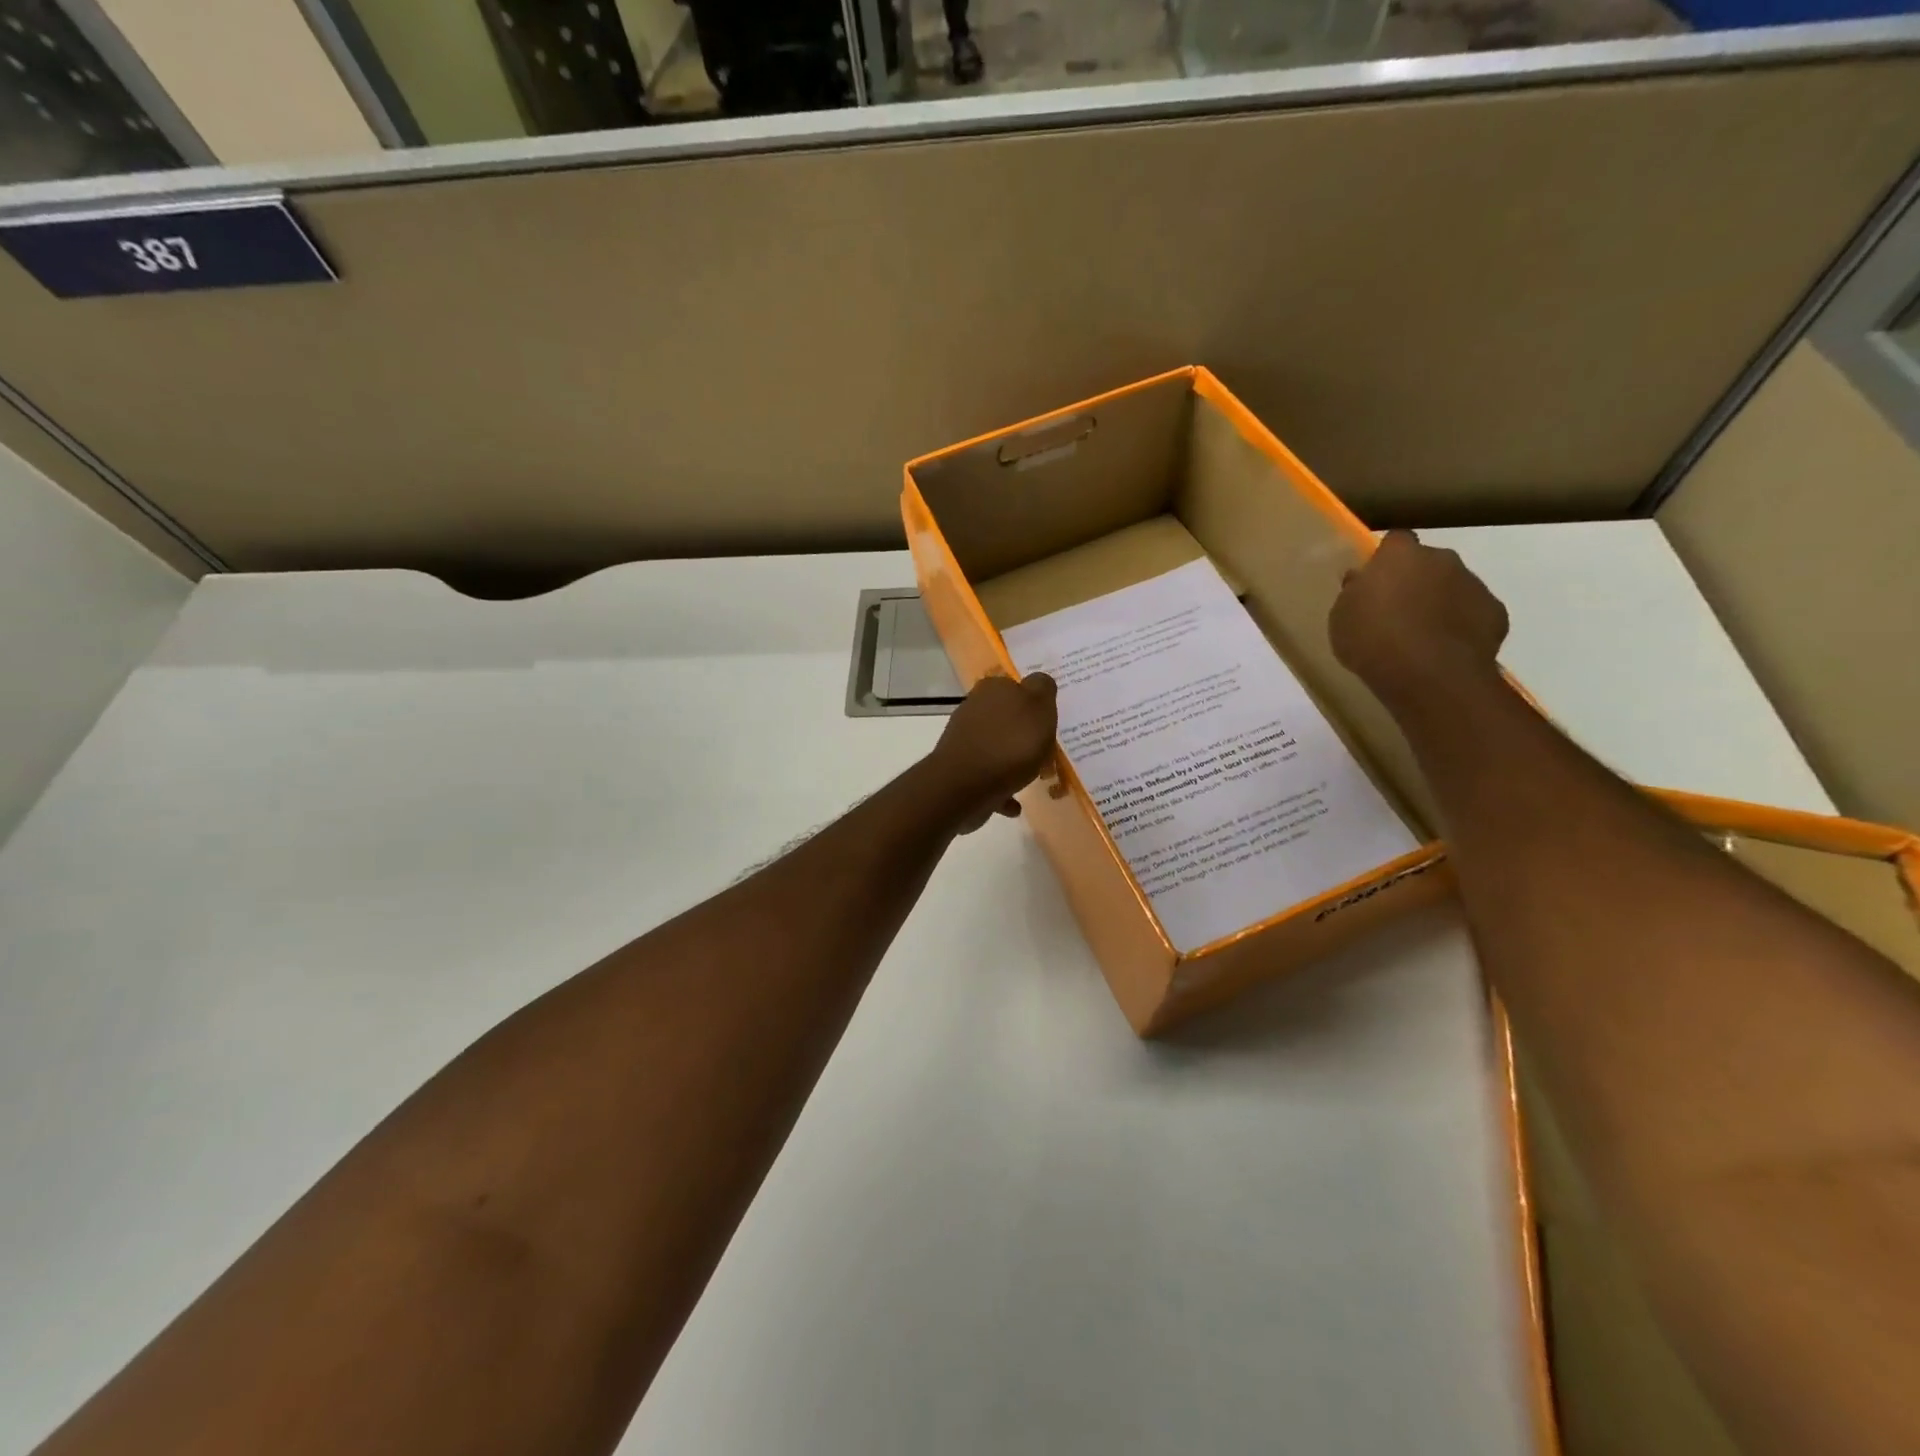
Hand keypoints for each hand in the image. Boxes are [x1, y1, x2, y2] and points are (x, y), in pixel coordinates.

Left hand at [925, 672, 1058, 833]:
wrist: (965, 786)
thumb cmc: (1010, 744)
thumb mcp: (1039, 707)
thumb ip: (1042, 689)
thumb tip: (1038, 681)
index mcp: (993, 689)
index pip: (1017, 686)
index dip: (1035, 703)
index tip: (1049, 722)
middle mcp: (974, 710)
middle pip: (1006, 719)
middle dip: (1024, 735)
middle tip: (1046, 753)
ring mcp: (965, 741)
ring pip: (997, 748)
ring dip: (1013, 763)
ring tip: (1034, 779)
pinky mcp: (961, 771)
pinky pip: (988, 779)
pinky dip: (1002, 789)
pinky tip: (1014, 804)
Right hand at [1329, 530, 1508, 709]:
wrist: (1428, 675)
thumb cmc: (1372, 640)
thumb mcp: (1341, 617)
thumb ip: (1354, 592)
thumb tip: (1362, 580)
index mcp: (1400, 555)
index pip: (1394, 541)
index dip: (1386, 559)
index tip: (1375, 580)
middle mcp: (1442, 559)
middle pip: (1428, 563)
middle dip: (1416, 580)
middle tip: (1397, 611)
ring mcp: (1474, 584)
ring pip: (1453, 587)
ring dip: (1440, 603)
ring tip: (1421, 637)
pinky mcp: (1496, 613)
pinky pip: (1474, 613)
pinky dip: (1461, 625)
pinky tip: (1445, 650)